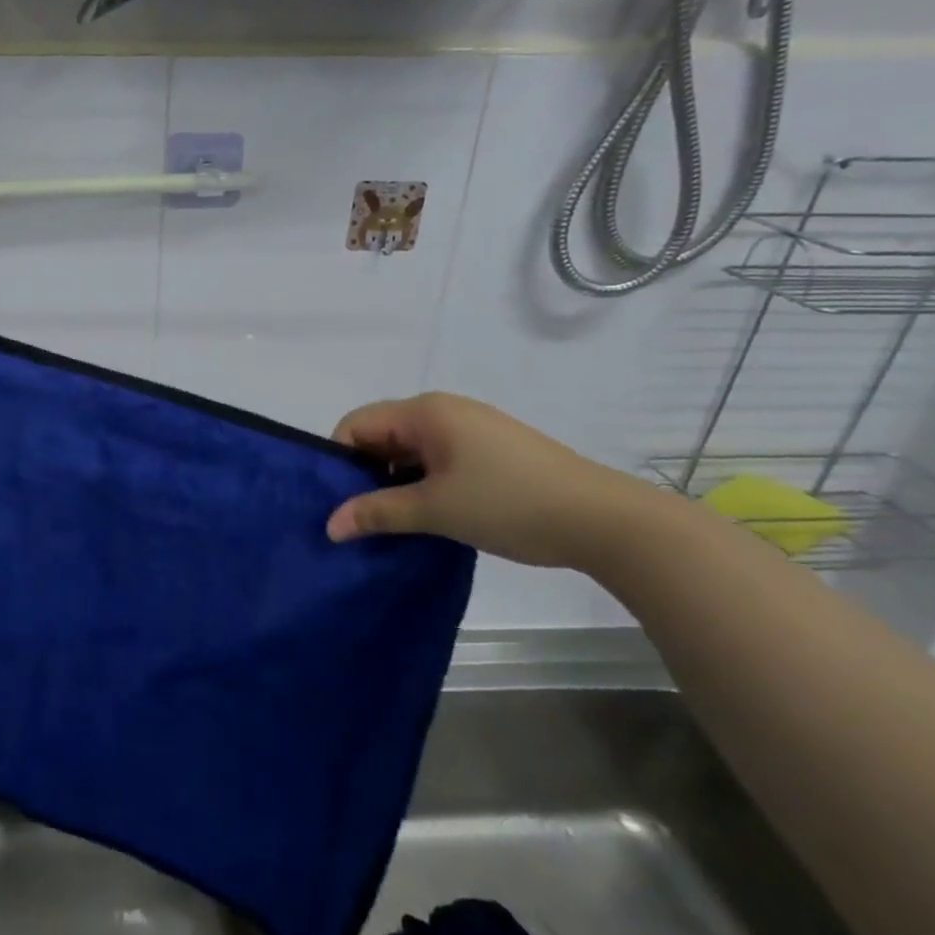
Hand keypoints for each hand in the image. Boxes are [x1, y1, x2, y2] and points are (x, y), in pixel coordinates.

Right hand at [325, 392, 657, 569]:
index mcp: (424, 412)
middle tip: (364, 516)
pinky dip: (423, 480)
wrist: (605, 520)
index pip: (356, 424)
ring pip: (410, 448)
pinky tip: (433, 513)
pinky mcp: (492, 448)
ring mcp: (471, 427)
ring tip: (397, 520)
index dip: (339, 461)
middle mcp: (444, 409)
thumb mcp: (435, 510)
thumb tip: (329, 525)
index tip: (341, 502)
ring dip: (396, 480)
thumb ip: (377, 513)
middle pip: (381, 433)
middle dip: (365, 472)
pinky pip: (438, 456)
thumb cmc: (509, 504)